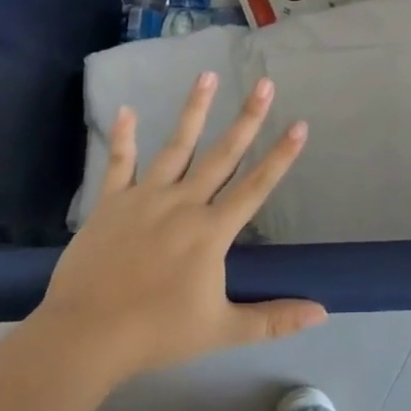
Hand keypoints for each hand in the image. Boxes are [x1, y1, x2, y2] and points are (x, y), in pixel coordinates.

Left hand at [37, 72, 326, 379]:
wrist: (86, 334)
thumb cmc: (158, 332)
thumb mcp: (223, 330)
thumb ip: (274, 319)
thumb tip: (323, 313)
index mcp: (211, 231)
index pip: (256, 186)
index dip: (280, 156)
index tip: (299, 124)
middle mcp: (183, 203)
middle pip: (222, 154)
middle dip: (247, 118)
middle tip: (264, 83)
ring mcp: (145, 198)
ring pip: (176, 146)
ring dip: (194, 110)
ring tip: (207, 75)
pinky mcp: (111, 202)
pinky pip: (119, 163)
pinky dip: (124, 137)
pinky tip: (126, 110)